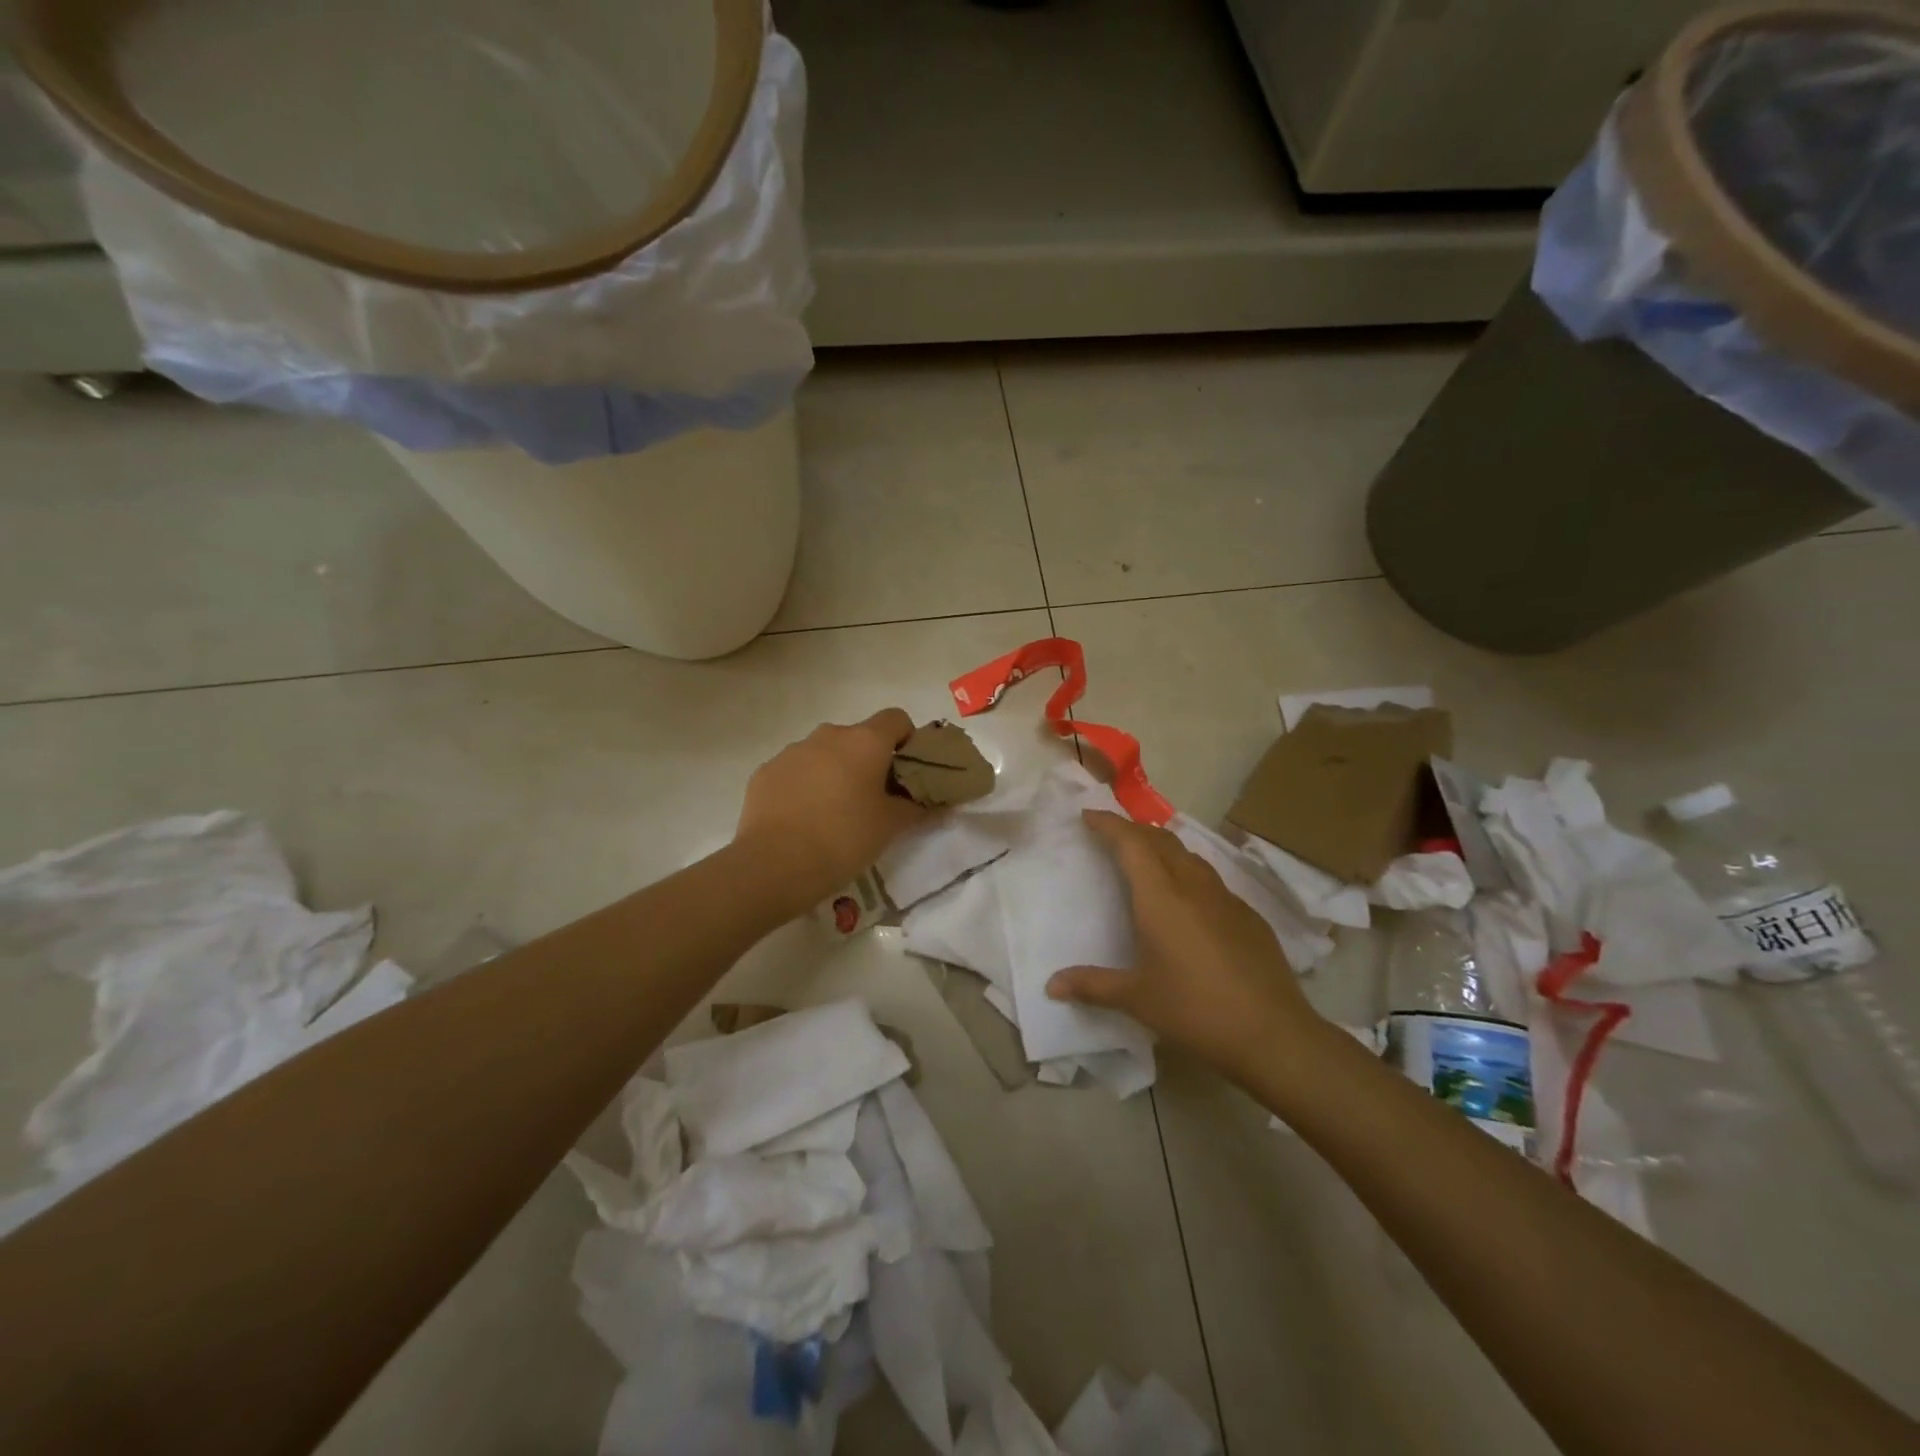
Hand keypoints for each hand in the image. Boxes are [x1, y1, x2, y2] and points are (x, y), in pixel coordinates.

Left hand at [734, 709, 925, 910]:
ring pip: (824, 753)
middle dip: (868, 761)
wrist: (774, 864)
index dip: (906, 740)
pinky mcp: (766, 772)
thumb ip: (917, 808)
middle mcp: (828, 735)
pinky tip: (803, 820)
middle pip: (858, 737)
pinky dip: (804, 786)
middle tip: (872, 799)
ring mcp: (792, 751)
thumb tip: (937, 804)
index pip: (896, 719)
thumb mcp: (890, 827)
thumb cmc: (844, 838)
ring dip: (834, 772)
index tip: (906, 772)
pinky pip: (795, 771)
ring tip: (834, 813)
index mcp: (864, 741)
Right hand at [1047, 810, 1316, 1077]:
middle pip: (1161, 841)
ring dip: (1163, 848)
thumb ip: (1093, 986)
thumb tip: (1052, 985)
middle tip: (1111, 835)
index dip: (1109, 824)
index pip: (1131, 844)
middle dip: (1133, 830)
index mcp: (1161, 898)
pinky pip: (1211, 881)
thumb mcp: (1138, 999)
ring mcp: (1227, 900)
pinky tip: (1188, 902)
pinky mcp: (1249, 917)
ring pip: (1190, 857)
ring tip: (1146, 860)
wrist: (1273, 1034)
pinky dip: (1189, 874)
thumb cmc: (1196, 1011)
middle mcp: (1194, 888)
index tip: (1088, 814)